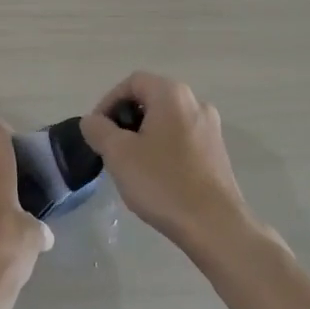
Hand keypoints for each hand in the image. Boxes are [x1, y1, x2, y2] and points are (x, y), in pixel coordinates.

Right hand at [81, 72, 258, 255]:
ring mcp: (211, 127)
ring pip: (167, 119)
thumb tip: (92, 121)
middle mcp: (195, 102)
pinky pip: (182, 138)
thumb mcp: (119, 154)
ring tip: (130, 163)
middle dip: (126, 119)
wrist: (215, 226)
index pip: (132, 82)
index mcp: (172, 94)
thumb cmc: (163, 183)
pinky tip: (155, 175)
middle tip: (110, 147)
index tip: (97, 130)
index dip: (108, 101)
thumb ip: (98, 130)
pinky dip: (163, 147)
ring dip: (144, 134)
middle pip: (151, 98)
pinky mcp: (218, 152)